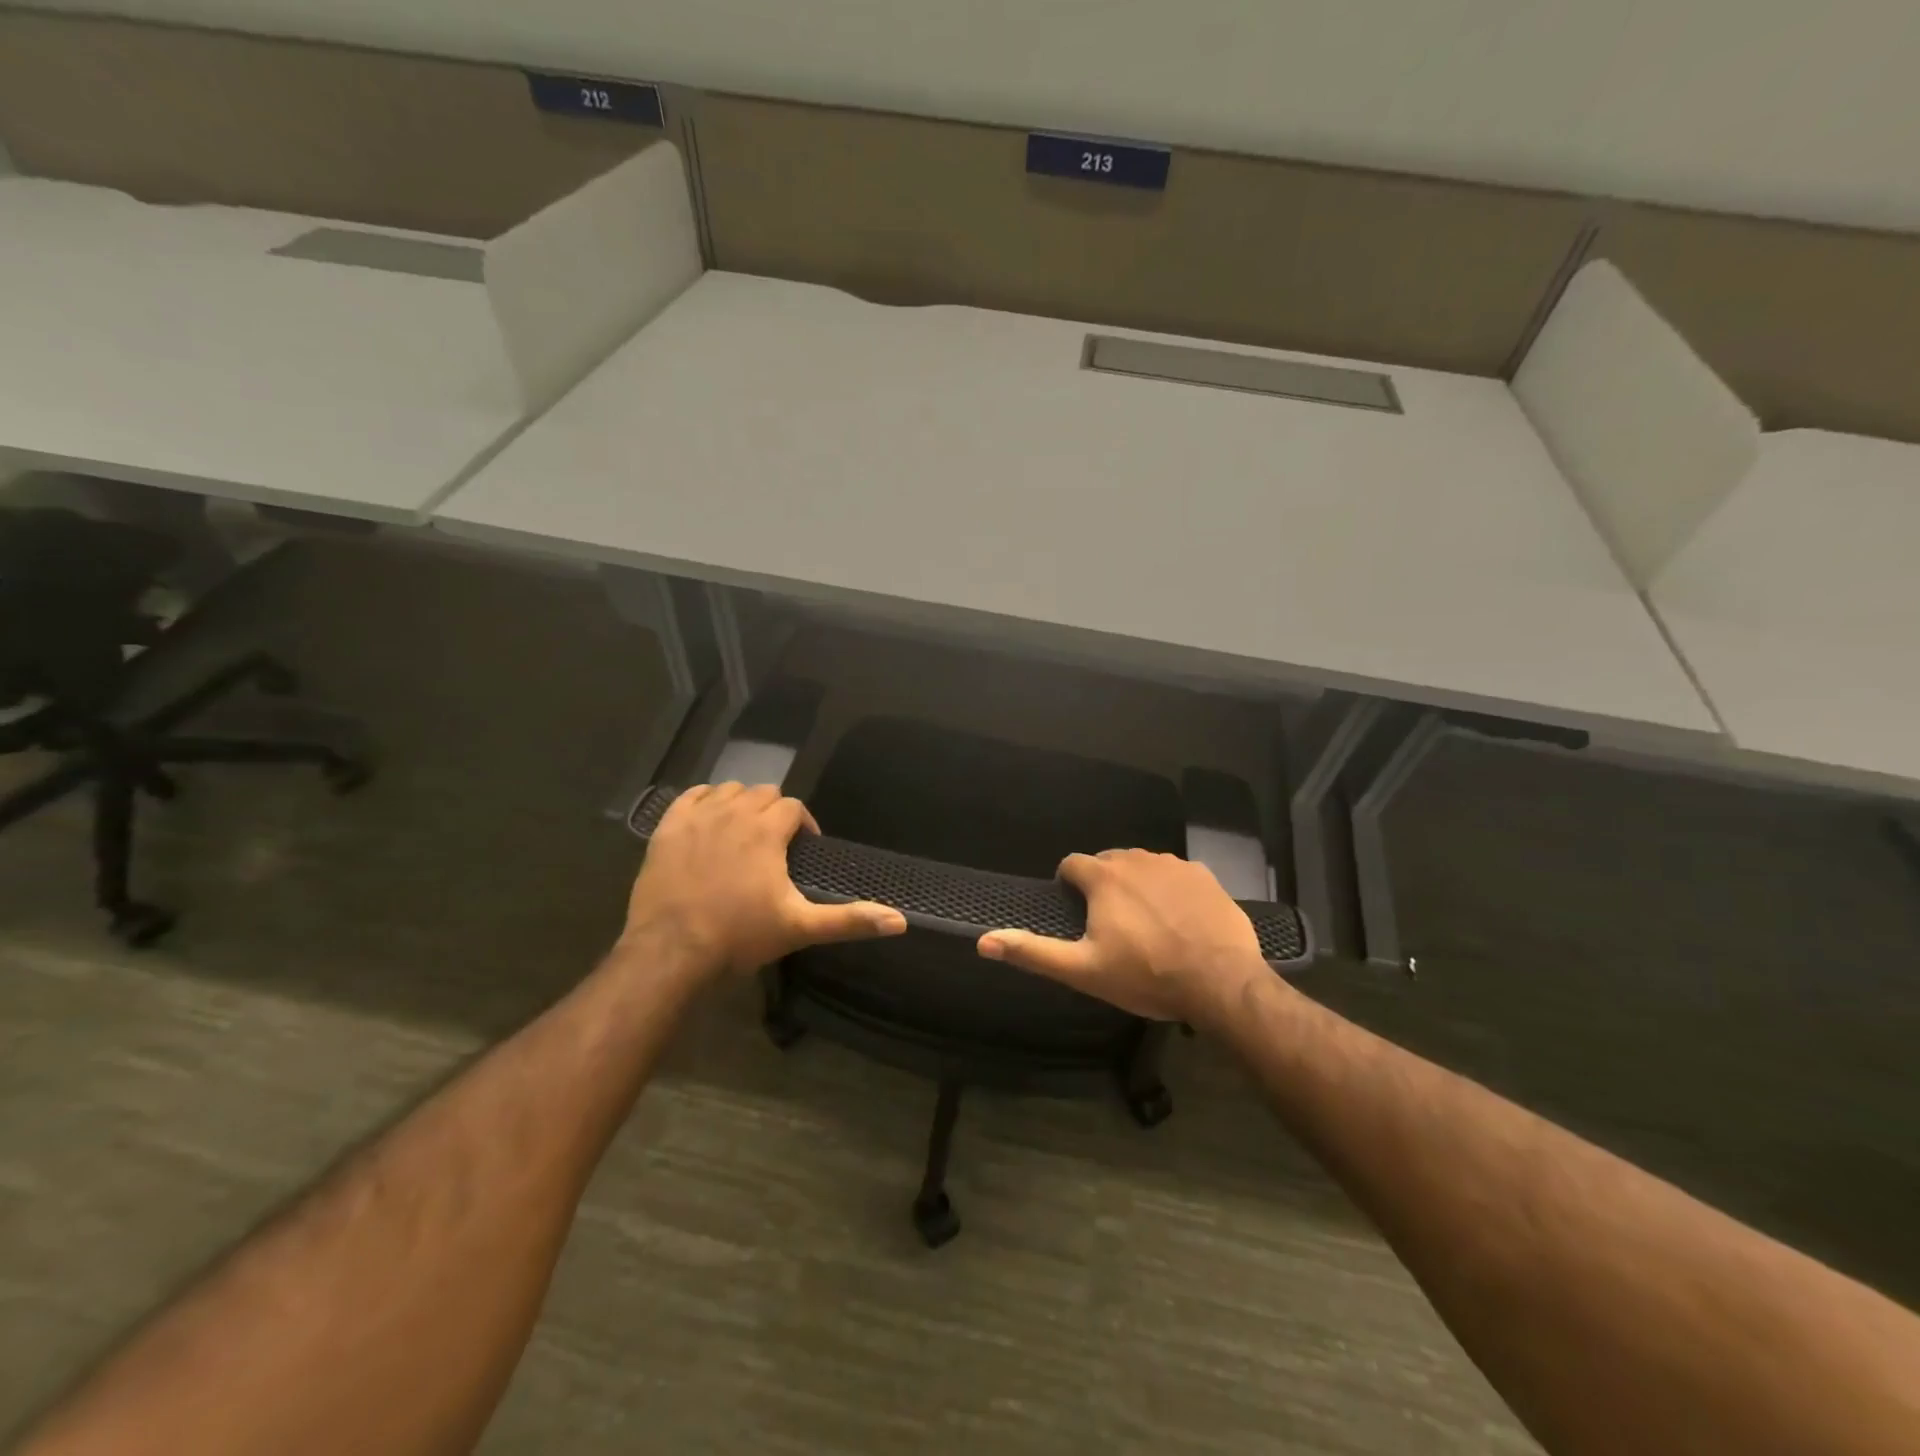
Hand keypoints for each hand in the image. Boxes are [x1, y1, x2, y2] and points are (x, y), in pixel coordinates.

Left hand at [624, 783, 905, 976]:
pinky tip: (708, 823)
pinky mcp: (667, 827)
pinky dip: (705, 802)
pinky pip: (691, 796)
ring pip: (729, 790)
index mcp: (767, 830)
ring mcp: (697, 817)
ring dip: (741, 804)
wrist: (670, 951)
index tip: (803, 849)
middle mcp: (734, 812)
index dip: (804, 824)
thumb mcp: (800, 927)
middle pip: (764, 793)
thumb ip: (849, 920)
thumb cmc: (739, 936)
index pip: (794, 807)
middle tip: (775, 844)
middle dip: (775, 812)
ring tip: (743, 833)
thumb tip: (900, 921)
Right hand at [977, 848, 1271, 1024]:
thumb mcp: (1083, 971)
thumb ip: (1033, 952)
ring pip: (1143, 865)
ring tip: (1145, 922)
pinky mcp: (1205, 875)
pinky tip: (1179, 919)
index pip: (1072, 864)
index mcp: (1104, 877)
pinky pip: (1176, 874)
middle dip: (1102, 884)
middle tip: (1110, 923)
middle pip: (1108, 861)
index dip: (1068, 885)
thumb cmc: (1146, 976)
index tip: (1076, 911)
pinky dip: (1170, 889)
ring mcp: (1174, 865)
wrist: (1221, 983)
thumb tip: (983, 941)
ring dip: (1136, 884)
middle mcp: (1137, 859)